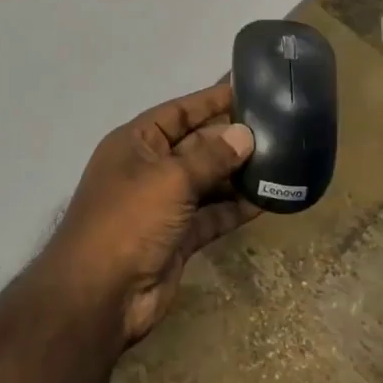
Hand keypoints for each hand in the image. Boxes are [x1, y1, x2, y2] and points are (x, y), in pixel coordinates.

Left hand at [44, 83, 259, 348]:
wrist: (100, 295)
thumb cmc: (129, 221)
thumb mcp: (170, 179)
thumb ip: (210, 157)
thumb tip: (244, 135)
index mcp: (135, 143)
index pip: (179, 112)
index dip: (211, 99)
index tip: (248, 87)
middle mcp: (149, 169)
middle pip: (196, 145)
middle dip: (231, 138)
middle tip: (279, 127)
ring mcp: (163, 205)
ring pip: (207, 181)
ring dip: (238, 174)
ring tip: (282, 161)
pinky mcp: (178, 237)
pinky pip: (212, 214)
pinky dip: (235, 208)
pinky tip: (268, 199)